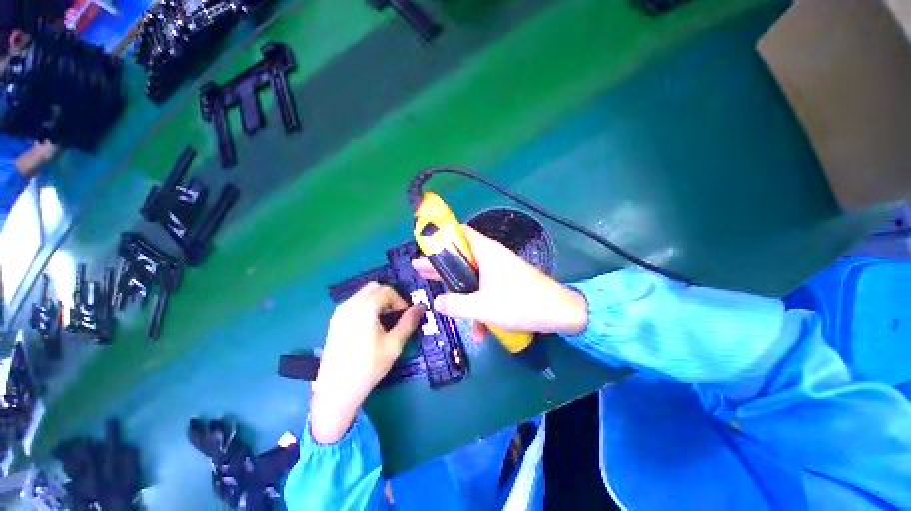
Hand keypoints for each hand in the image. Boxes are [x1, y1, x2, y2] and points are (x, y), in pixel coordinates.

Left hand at [309, 283, 423, 443]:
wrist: (336, 391)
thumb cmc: (368, 367)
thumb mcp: (394, 345)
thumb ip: (408, 322)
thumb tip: (421, 307)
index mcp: (364, 308)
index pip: (387, 291)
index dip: (400, 300)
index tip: (406, 316)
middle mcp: (349, 304)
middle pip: (374, 288)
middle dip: (389, 297)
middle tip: (396, 315)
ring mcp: (339, 313)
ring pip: (363, 294)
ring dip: (378, 301)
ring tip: (384, 321)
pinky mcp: (334, 321)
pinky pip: (354, 303)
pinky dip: (366, 306)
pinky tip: (370, 326)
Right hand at [412, 225, 587, 338]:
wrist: (560, 313)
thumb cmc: (521, 304)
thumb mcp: (483, 308)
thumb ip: (456, 305)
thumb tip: (436, 303)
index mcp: (487, 252)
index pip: (461, 232)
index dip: (443, 237)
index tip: (426, 248)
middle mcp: (492, 256)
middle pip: (462, 255)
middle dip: (442, 266)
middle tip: (421, 271)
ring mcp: (501, 269)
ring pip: (473, 275)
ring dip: (460, 290)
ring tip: (441, 301)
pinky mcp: (507, 281)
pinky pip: (486, 287)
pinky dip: (480, 303)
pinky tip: (479, 329)